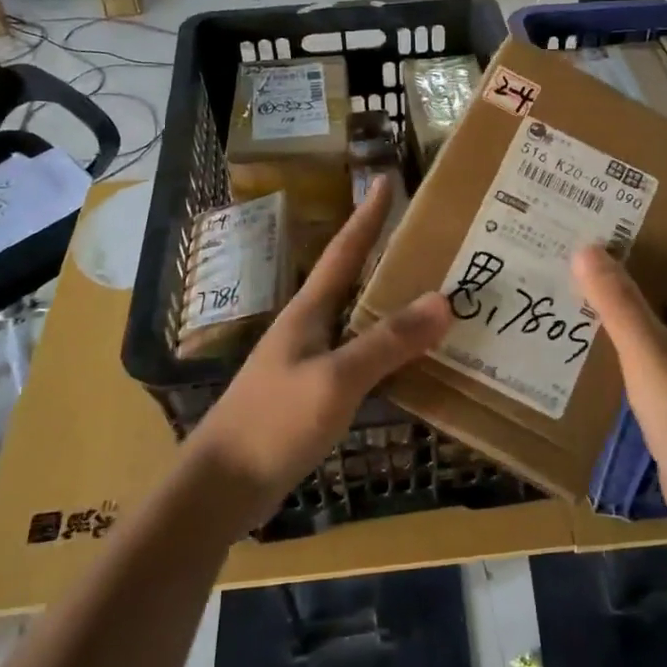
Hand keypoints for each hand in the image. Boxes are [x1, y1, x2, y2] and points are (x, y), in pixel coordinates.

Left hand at [188, 177, 450, 532]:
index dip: (368, 216)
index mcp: (308, 311)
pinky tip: (408, 363)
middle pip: (353, 281)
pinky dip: (386, 351)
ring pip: (357, 321)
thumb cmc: (274, 422)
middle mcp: (308, 327)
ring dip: (390, 307)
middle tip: (431, 244)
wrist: (222, 486)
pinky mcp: (311, 394)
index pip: (345, 250)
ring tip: (431, 299)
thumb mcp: (336, 379)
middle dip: (387, 258)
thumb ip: (388, 342)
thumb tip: (444, 300)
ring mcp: (307, 361)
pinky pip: (358, 358)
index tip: (388, 179)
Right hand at [572, 223, 666, 548]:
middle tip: (603, 224)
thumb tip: (587, 246)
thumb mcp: (651, 355)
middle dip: (655, 243)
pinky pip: (660, 344)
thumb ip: (618, 302)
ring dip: (640, 287)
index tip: (653, 185)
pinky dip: (634, 329)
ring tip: (589, 269)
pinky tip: (594, 331)